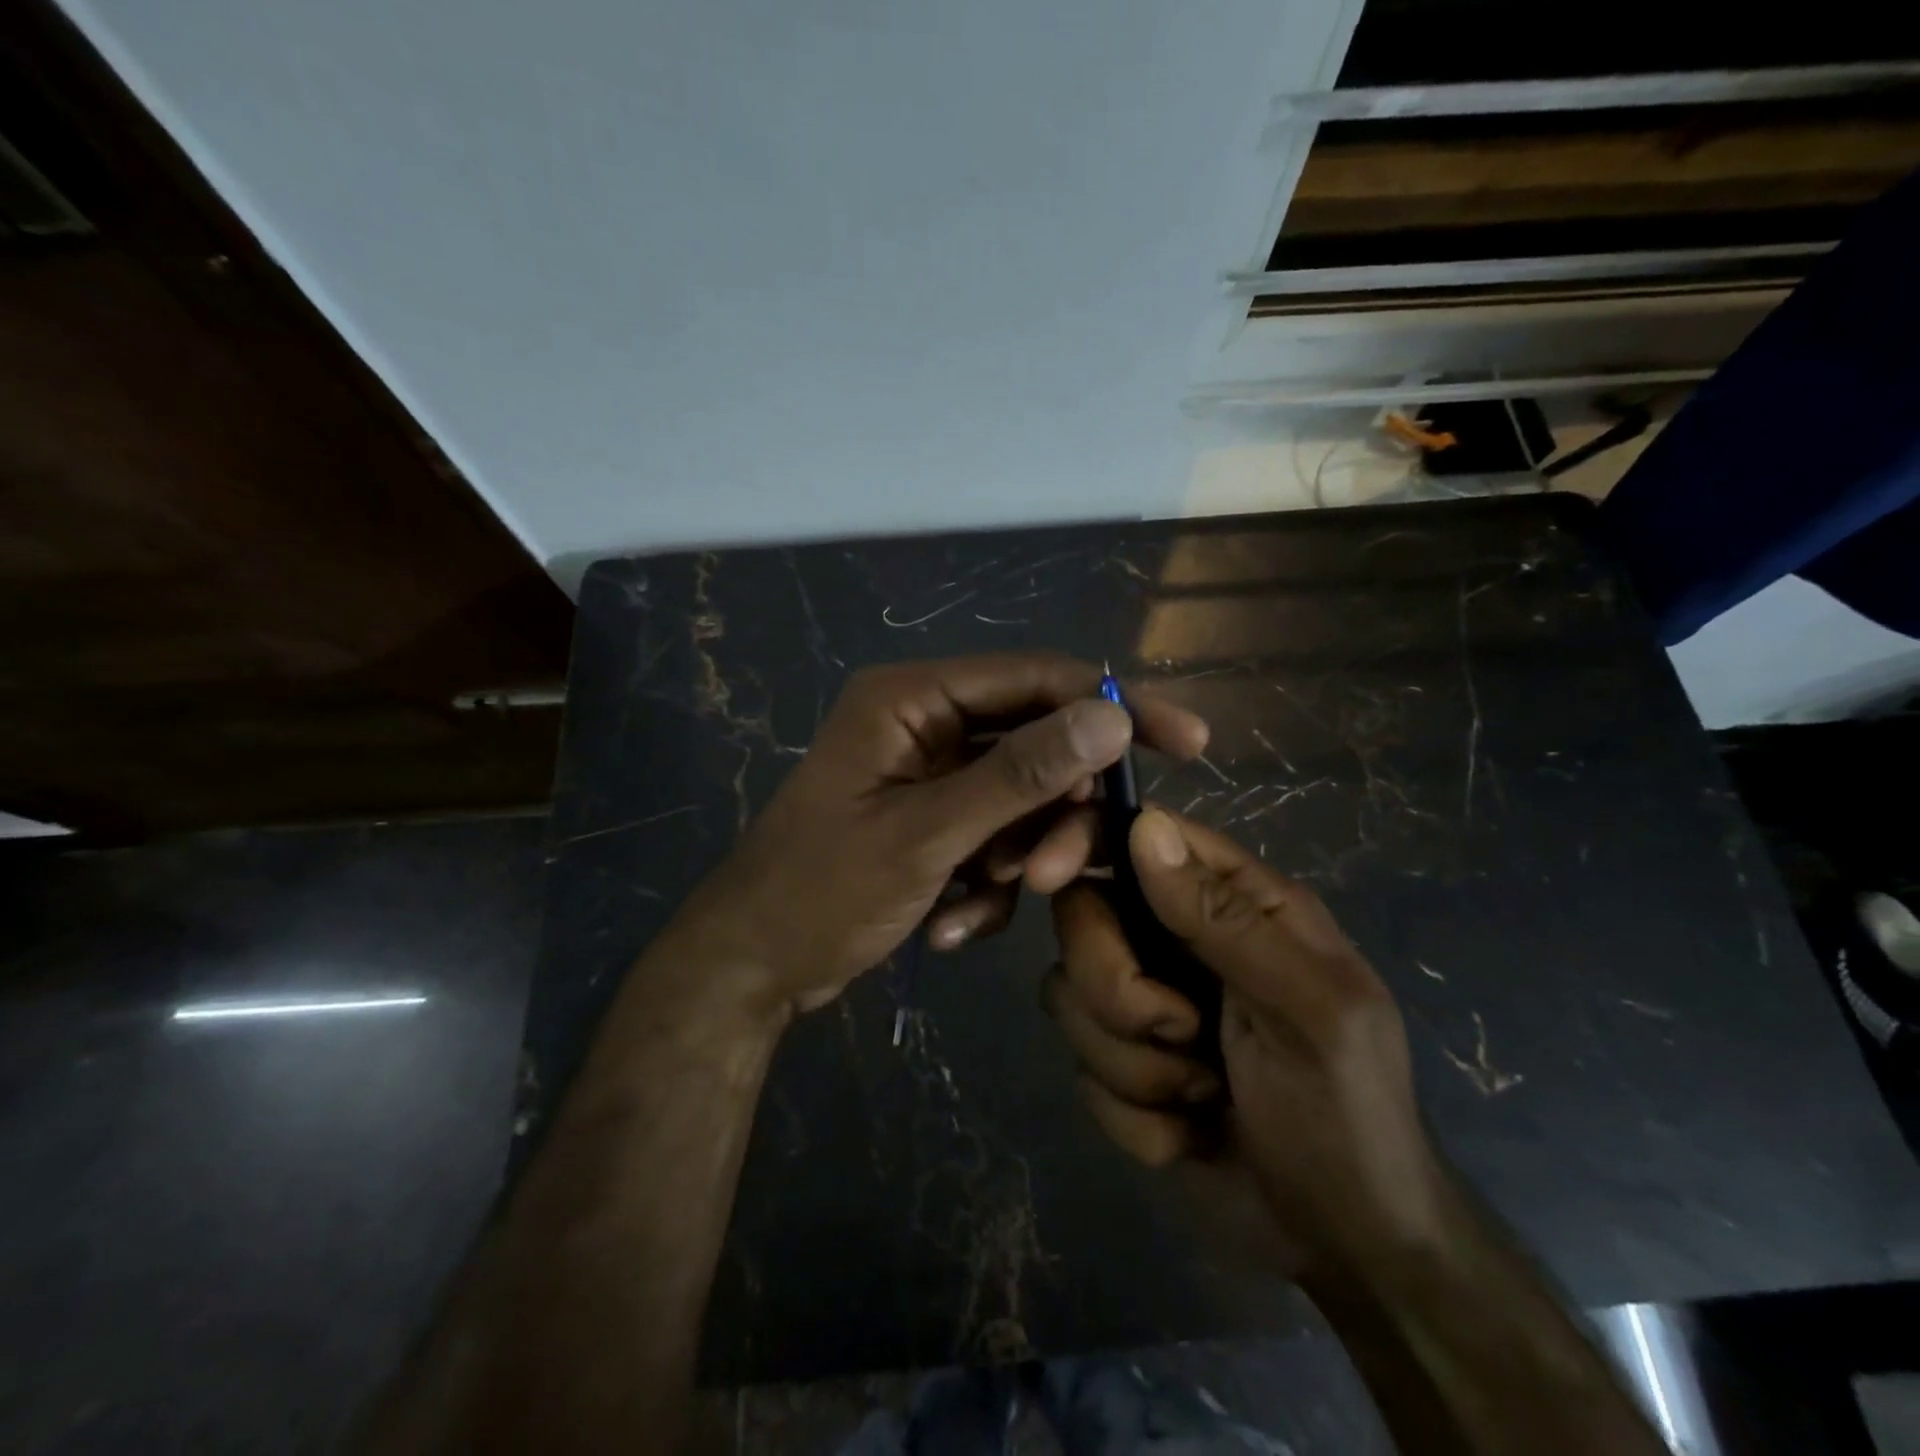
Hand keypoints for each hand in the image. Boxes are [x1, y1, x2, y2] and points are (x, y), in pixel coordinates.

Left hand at [672, 655, 1207, 1019]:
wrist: (754, 966)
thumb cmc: (822, 889)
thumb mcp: (926, 833)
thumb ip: (1019, 774)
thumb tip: (1111, 719)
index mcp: (914, 697)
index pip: (1038, 679)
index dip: (1114, 707)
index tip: (1188, 742)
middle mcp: (928, 723)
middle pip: (1037, 745)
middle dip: (1052, 813)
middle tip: (1051, 873)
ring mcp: (933, 776)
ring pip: (1023, 800)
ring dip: (1019, 856)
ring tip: (979, 902)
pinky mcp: (936, 822)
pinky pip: (997, 837)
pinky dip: (988, 883)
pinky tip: (948, 922)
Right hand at [1045, 807, 1452, 1278]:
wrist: (1343, 1247)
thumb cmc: (1348, 1112)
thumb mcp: (1309, 1009)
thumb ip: (1224, 917)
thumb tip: (1144, 826)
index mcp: (1231, 902)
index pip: (1139, 835)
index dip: (1082, 841)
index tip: (1043, 874)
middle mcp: (1175, 938)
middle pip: (1082, 917)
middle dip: (1118, 989)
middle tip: (1185, 1033)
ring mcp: (1142, 1001)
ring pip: (1069, 997)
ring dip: (1135, 1065)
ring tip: (1204, 1094)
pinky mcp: (1120, 1064)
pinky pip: (1080, 1069)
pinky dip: (1136, 1114)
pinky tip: (1190, 1132)